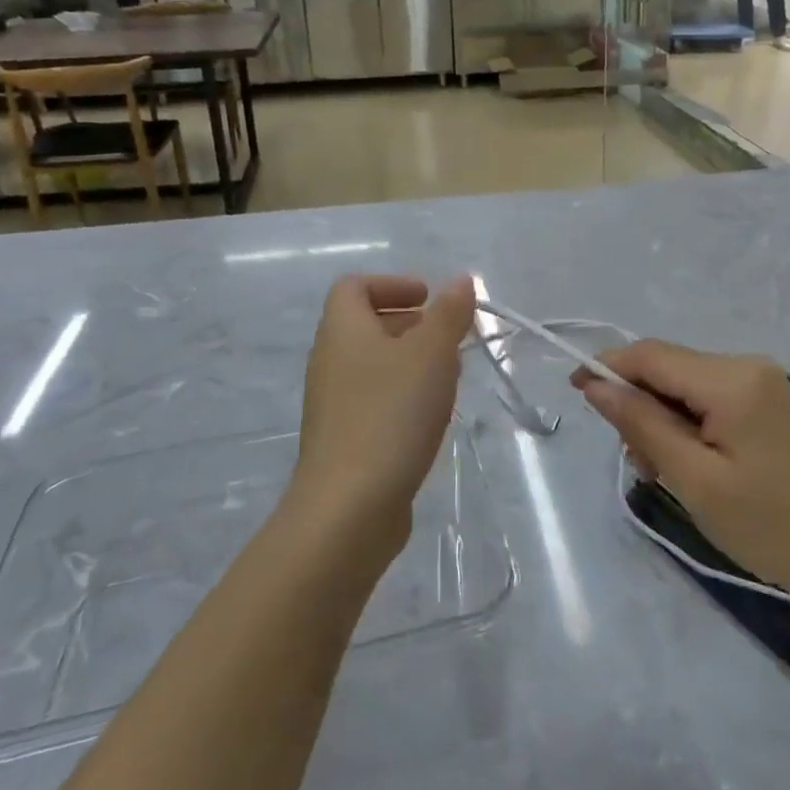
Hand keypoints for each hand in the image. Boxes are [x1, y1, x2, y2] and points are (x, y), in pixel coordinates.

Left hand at [290, 275, 475, 558]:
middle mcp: (330, 361)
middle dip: (410, 324)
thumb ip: (448, 314)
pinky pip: (374, 400)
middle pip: (365, 325)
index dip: (392, 284)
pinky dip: (402, 396)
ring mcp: (333, 404)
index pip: (354, 287)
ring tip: (448, 377)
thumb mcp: (431, 354)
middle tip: (449, 338)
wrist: (348, 509)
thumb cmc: (390, 415)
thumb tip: (460, 280)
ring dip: (411, 362)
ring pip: (373, 365)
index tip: (429, 299)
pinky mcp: (343, 441)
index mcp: (342, 330)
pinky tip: (430, 418)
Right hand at [572, 341, 789, 615]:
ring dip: (666, 421)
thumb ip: (642, 423)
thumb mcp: (694, 479)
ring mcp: (766, 384)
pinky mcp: (774, 406)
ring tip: (669, 475)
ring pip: (690, 386)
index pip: (651, 355)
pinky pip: (715, 400)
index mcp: (731, 379)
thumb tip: (596, 384)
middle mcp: (748, 366)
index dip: (608, 366)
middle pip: (670, 369)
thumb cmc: (771, 525)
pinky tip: (696, 466)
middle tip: (641, 465)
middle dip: (641, 406)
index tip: (574, 391)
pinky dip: (693, 425)